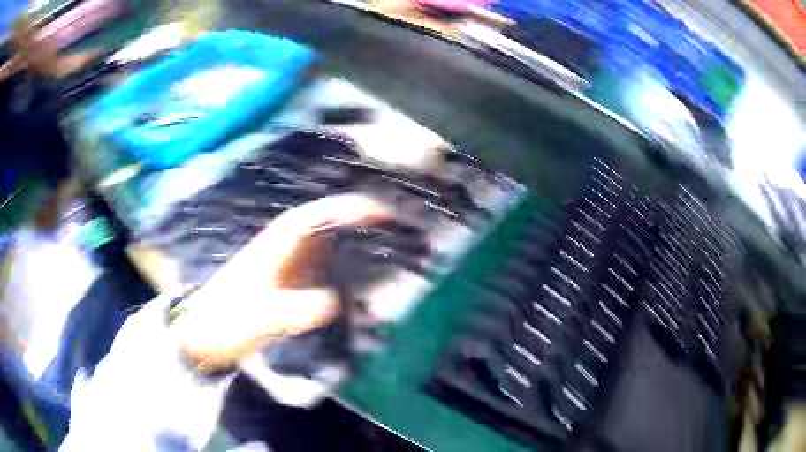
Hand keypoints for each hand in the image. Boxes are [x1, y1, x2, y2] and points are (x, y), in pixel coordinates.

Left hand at [170, 194, 390, 367]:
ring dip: (359, 244)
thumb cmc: (224, 323)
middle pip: (330, 224)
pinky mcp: (290, 283)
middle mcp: (286, 248)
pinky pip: (325, 268)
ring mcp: (289, 266)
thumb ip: (288, 311)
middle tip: (402, 232)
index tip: (384, 214)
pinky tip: (363, 284)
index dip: (350, 209)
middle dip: (364, 223)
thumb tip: (333, 303)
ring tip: (394, 253)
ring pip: (330, 244)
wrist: (204, 336)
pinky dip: (347, 268)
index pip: (317, 215)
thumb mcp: (254, 320)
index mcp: (277, 245)